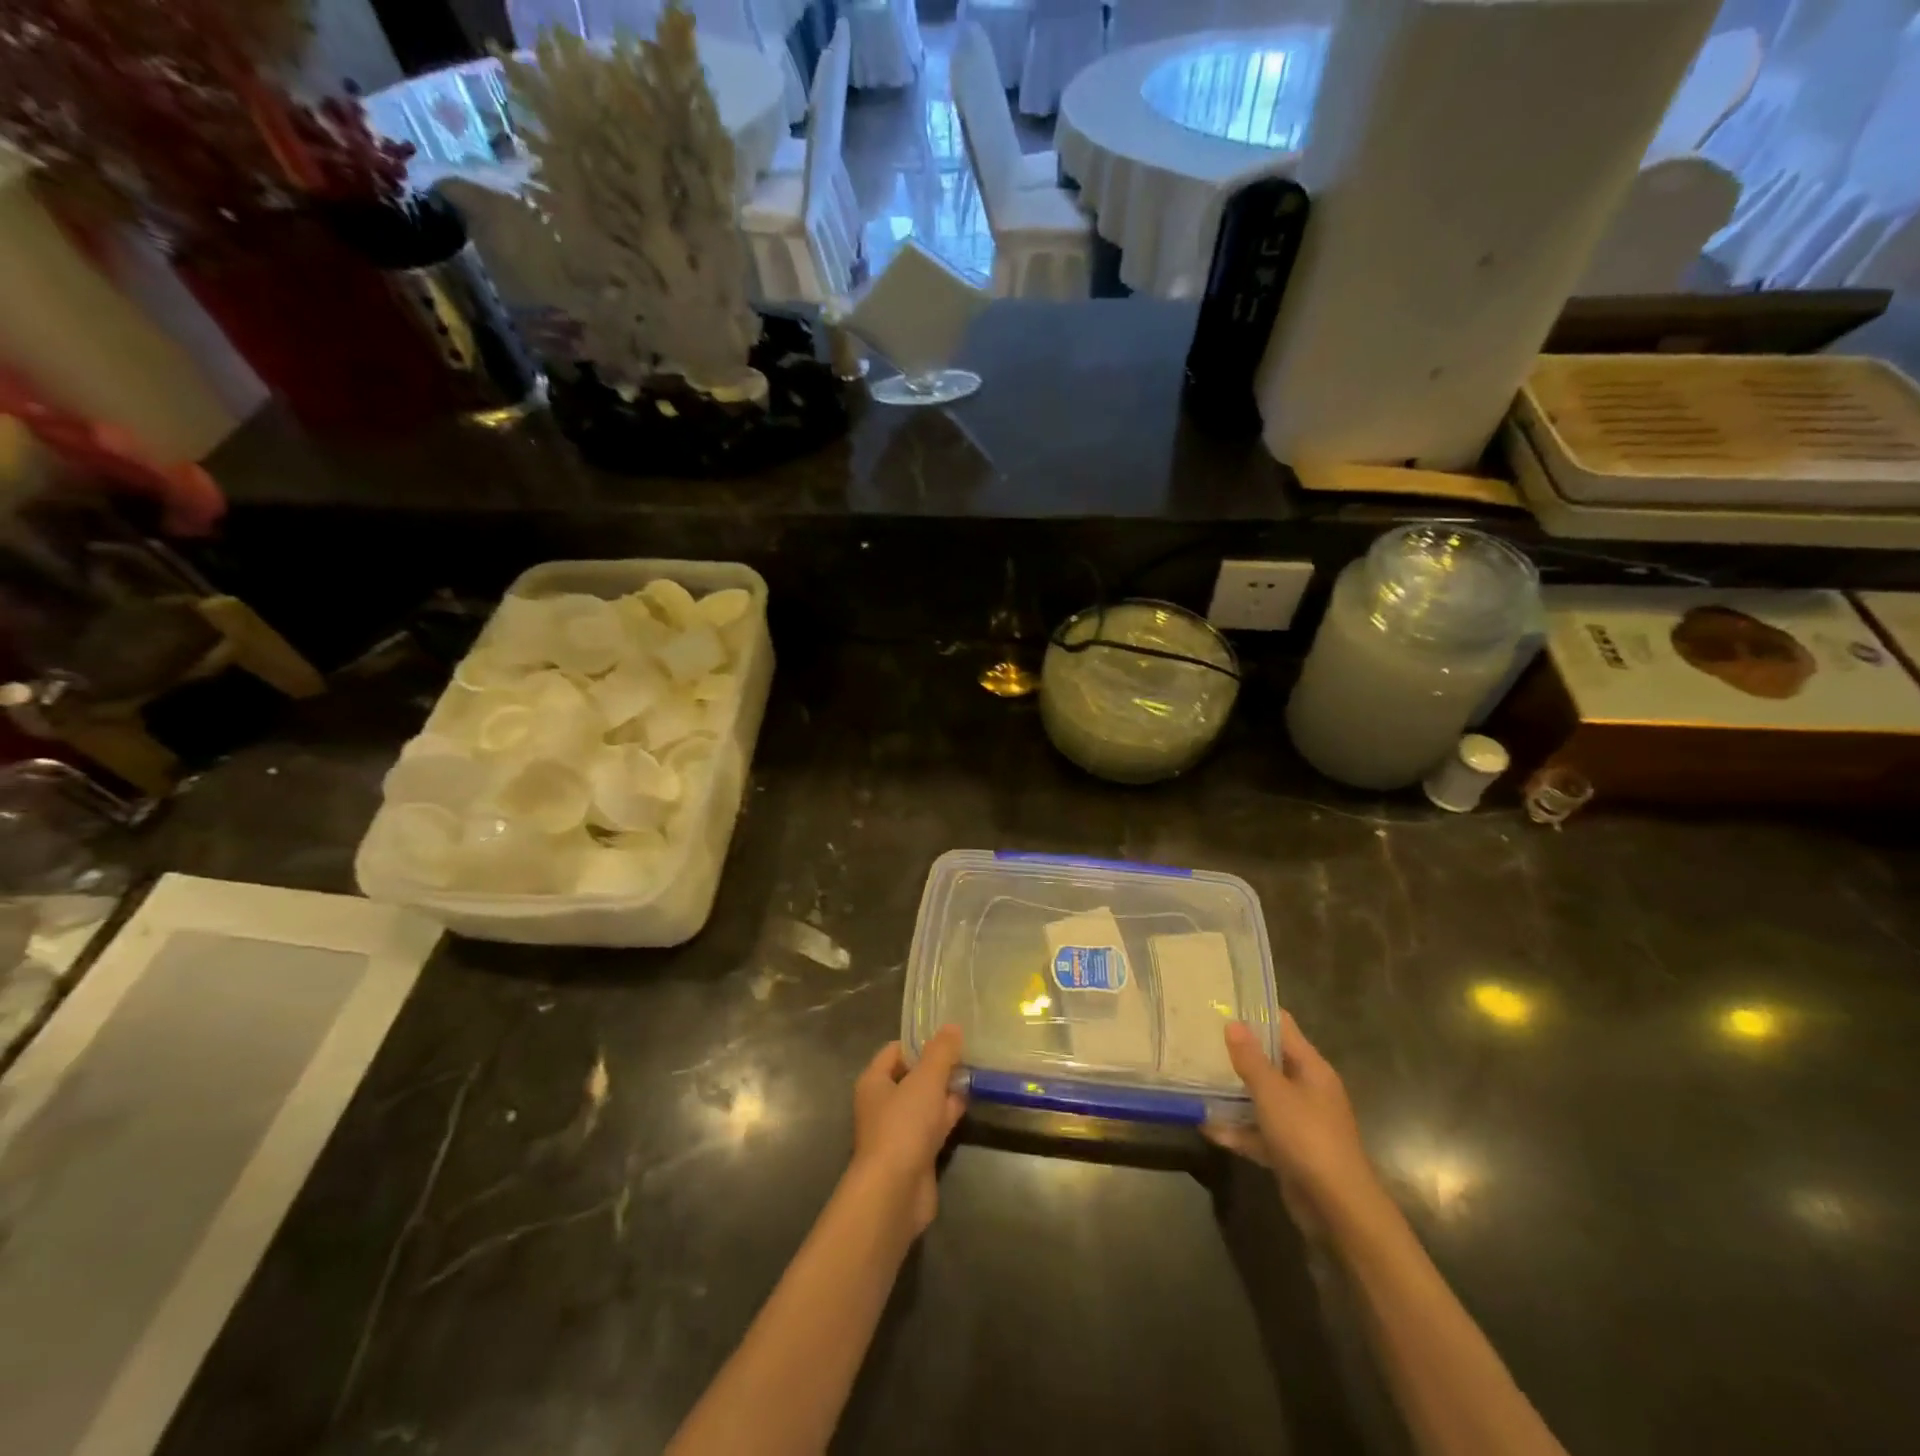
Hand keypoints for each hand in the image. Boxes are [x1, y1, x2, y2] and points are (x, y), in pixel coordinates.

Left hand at [849, 1026, 966, 1234]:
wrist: (895, 1192)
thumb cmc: (903, 1126)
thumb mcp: (926, 1080)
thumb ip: (941, 1052)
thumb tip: (952, 1026)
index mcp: (874, 1081)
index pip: (895, 1050)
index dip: (920, 1042)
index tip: (949, 1038)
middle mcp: (882, 1104)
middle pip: (912, 1076)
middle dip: (938, 1067)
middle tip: (968, 1055)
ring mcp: (898, 1131)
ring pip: (924, 1102)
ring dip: (945, 1092)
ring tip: (974, 1076)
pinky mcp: (915, 1154)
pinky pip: (933, 1126)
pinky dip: (947, 1116)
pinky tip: (967, 1106)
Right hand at [1206, 1013, 1384, 1226]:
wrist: (1338, 1209)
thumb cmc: (1307, 1138)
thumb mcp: (1273, 1093)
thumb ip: (1250, 1058)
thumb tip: (1233, 1023)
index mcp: (1311, 1068)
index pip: (1282, 1027)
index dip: (1255, 1013)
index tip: (1221, 1002)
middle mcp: (1307, 1090)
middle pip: (1269, 1062)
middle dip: (1237, 1052)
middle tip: (1199, 1037)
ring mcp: (1299, 1122)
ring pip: (1261, 1098)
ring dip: (1233, 1093)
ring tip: (1195, 1078)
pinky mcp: (1289, 1151)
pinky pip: (1258, 1131)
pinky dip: (1236, 1129)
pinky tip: (1206, 1126)